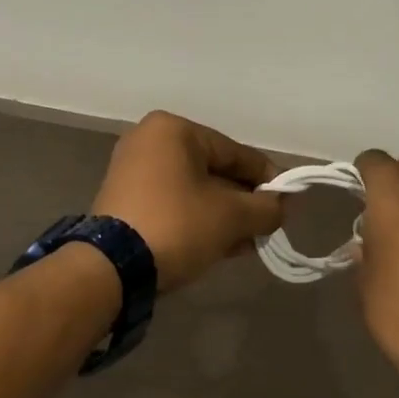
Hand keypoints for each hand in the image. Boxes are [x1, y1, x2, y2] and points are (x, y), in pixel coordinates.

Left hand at [92, 112, 283, 292]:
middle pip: (212, 170)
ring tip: (246, 243)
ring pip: (192, 189)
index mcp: (173, 129)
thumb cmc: (177, 224)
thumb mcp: (231, 217)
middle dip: (241, 201)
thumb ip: (265, 207)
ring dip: (221, 215)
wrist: (111, 268)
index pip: (233, 151)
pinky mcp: (122, 199)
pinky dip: (195, 219)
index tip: (287, 201)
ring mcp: (131, 169)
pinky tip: (218, 245)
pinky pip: (171, 202)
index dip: (265, 178)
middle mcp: (149, 140)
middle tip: (266, 227)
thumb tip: (283, 204)